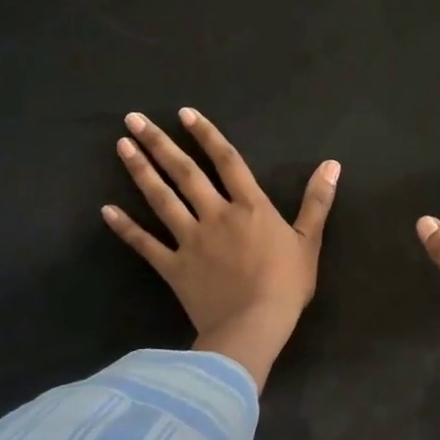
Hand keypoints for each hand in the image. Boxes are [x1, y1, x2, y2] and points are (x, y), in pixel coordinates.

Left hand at [103, 108, 339, 389]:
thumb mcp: (309, 240)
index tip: (184, 113)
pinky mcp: (173, 267)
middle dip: (159, 143)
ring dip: (140, 171)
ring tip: (122, 146)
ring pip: (161, 199)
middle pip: (185, 173)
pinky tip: (107, 210)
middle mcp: (216, 214)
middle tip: (134, 119)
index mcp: (250, 206)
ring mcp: (190, 239)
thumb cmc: (286, 284)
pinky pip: (145, 244)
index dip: (207, 135)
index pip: (227, 161)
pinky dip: (126, 227)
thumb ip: (317, 200)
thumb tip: (332, 164)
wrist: (254, 326)